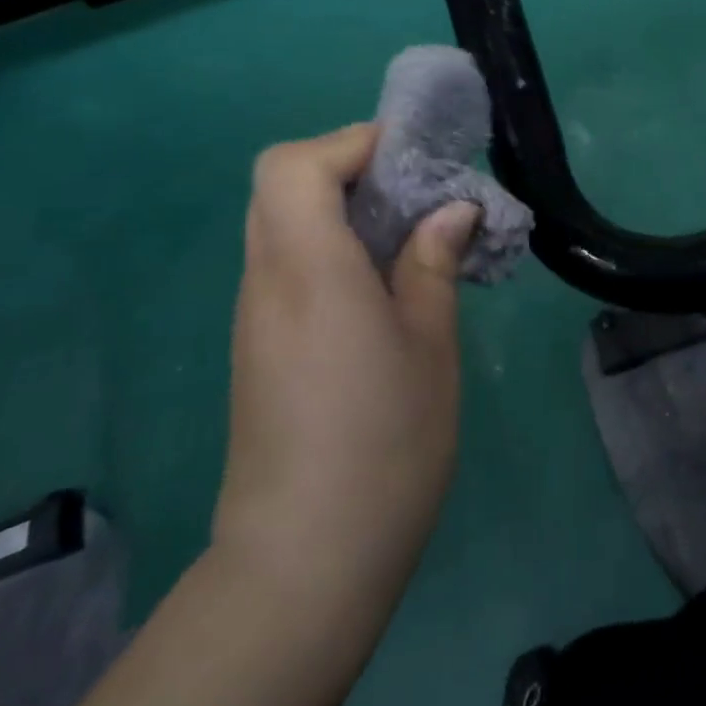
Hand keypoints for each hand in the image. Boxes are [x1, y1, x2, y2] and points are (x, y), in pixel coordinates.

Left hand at [213, 124, 478, 598]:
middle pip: (280, 185)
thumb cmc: (384, 445)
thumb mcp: (430, 346)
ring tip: (408, 236)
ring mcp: (254, 316)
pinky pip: (285, 264)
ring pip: (280, 223)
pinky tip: (380, 288)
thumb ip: (432, 265)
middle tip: (414, 192)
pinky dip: (328, 248)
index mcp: (310, 271)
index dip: (350, 144)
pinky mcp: (258, 347)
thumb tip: (451, 210)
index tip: (412, 160)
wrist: (304, 561)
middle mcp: (267, 281)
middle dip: (347, 167)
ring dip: (340, 207)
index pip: (296, 166)